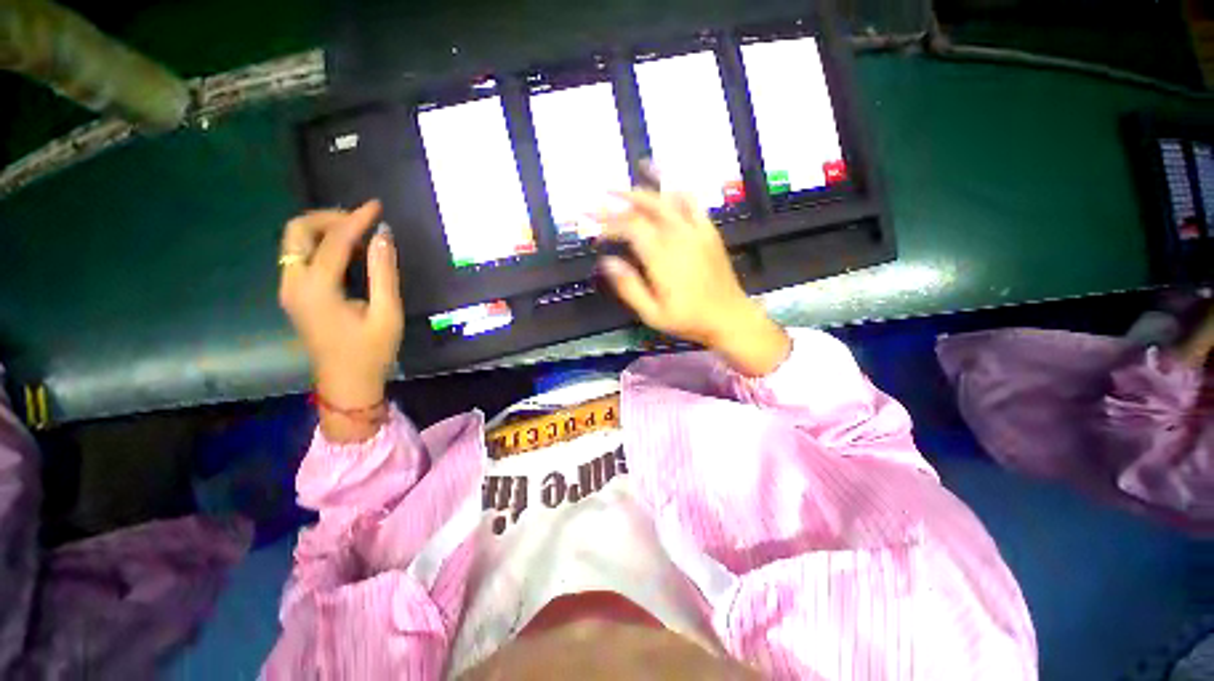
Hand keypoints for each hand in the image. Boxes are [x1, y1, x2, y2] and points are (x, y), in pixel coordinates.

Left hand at [278, 201, 402, 440]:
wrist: (347, 384)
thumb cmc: (371, 352)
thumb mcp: (387, 314)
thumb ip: (384, 273)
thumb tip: (384, 236)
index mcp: (316, 289)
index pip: (334, 241)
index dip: (357, 220)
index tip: (377, 206)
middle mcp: (293, 284)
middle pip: (297, 232)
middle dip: (327, 218)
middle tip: (361, 220)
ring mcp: (289, 290)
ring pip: (295, 243)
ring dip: (323, 230)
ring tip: (357, 233)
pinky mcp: (294, 296)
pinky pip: (300, 257)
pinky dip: (321, 245)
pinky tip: (346, 252)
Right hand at [597, 190, 789, 376]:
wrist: (729, 318)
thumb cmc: (688, 319)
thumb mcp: (652, 313)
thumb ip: (629, 287)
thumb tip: (607, 261)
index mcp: (662, 257)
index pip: (630, 227)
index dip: (608, 223)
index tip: (593, 226)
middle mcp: (678, 236)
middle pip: (646, 206)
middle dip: (620, 199)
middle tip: (600, 196)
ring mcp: (696, 231)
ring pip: (668, 198)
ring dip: (645, 189)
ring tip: (627, 184)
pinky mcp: (709, 231)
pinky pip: (692, 203)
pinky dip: (676, 190)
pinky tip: (666, 188)